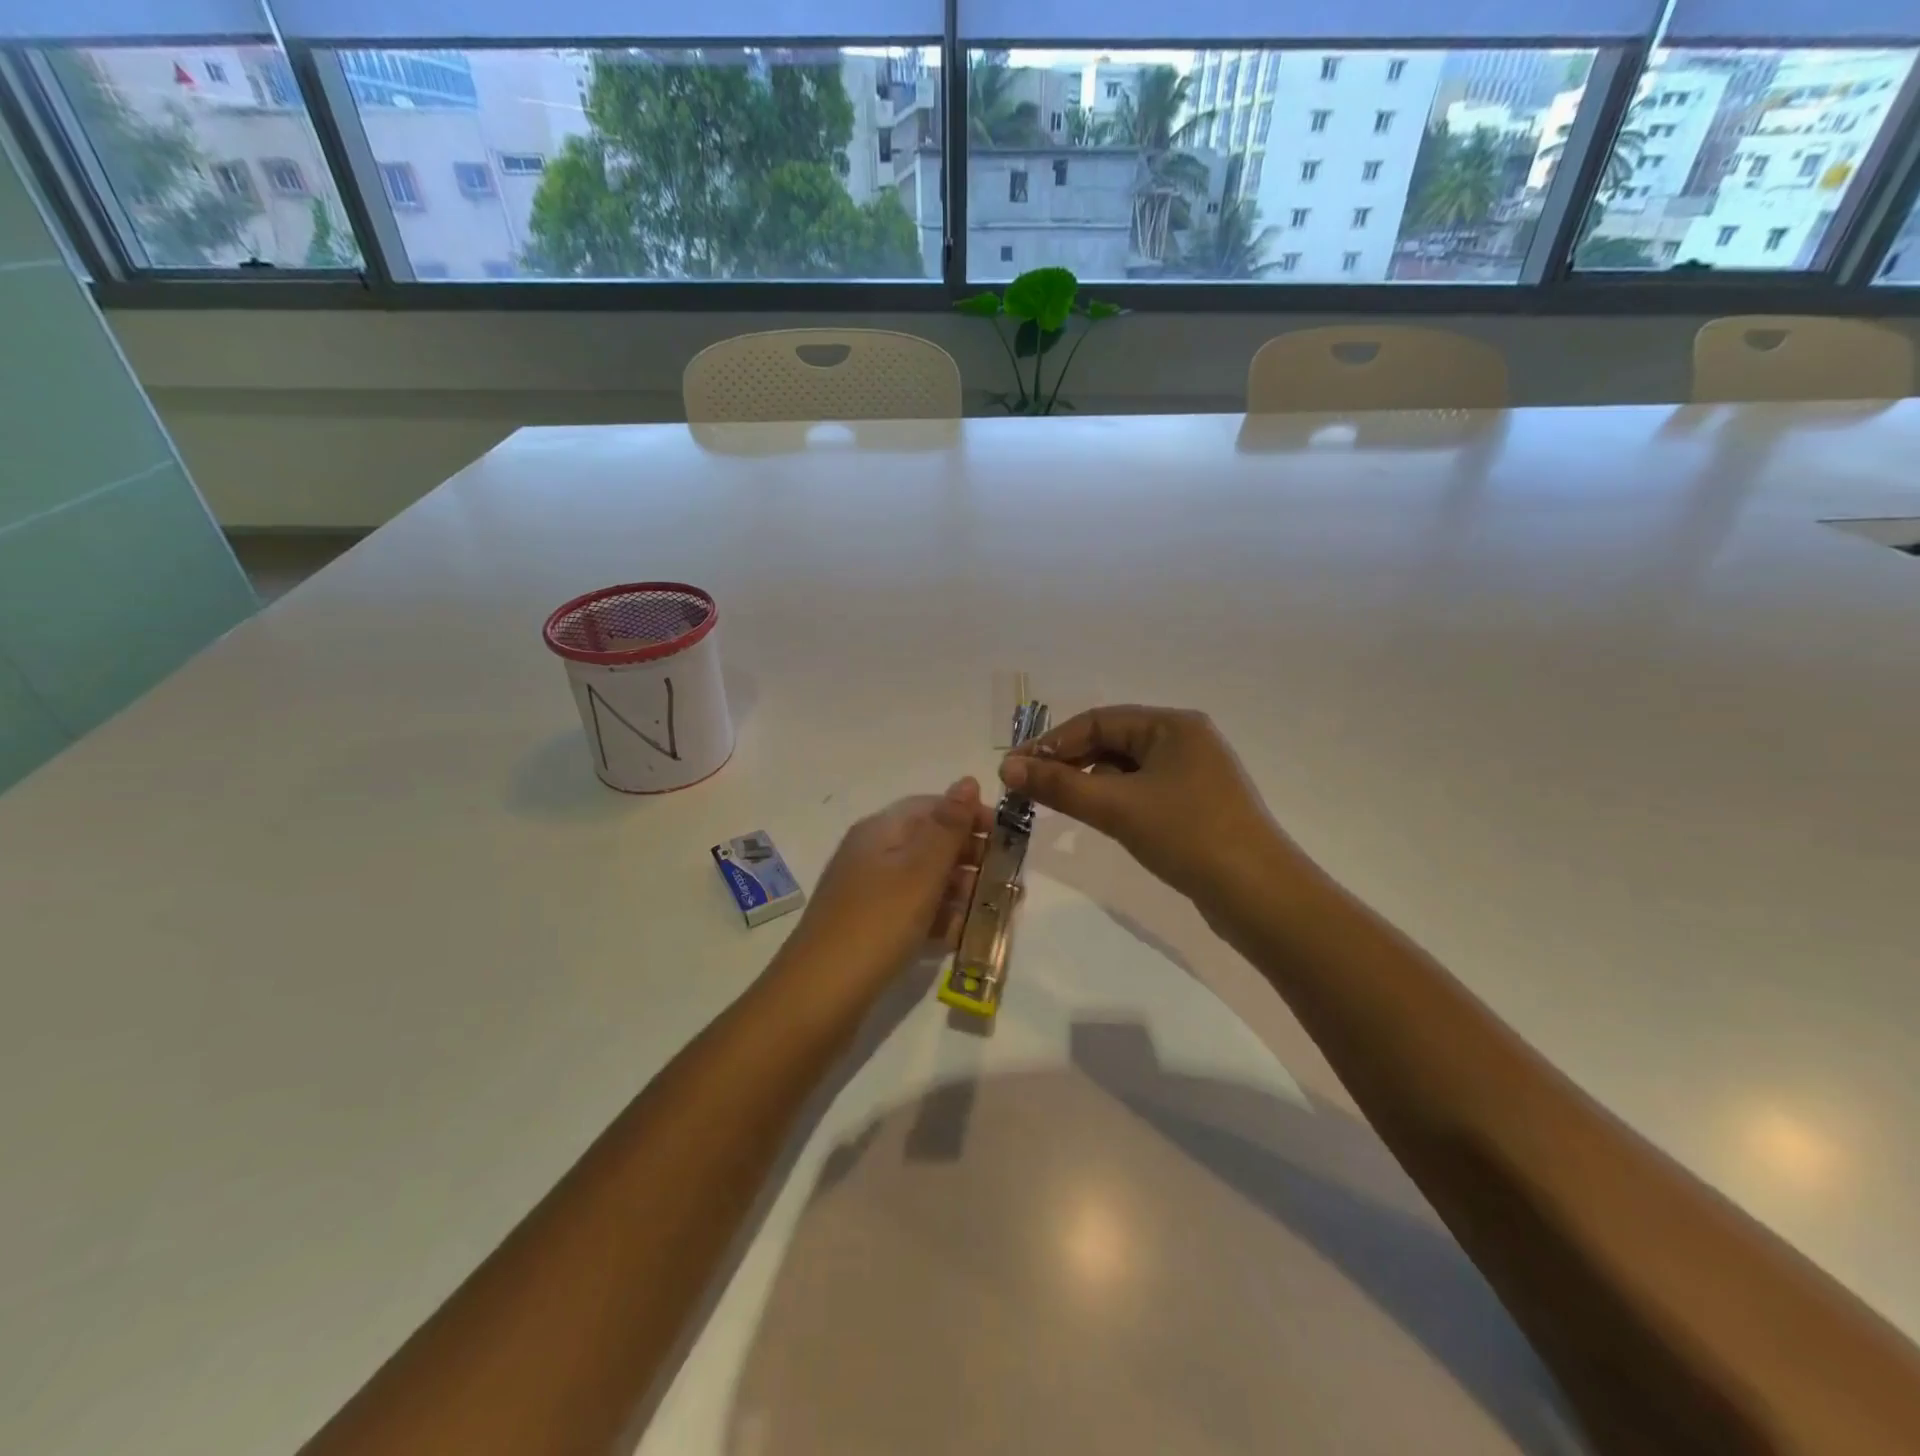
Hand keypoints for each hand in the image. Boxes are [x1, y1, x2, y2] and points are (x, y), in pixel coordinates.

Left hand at [777, 780, 989, 996]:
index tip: (1007, 838)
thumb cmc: (877, 923)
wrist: (819, 996)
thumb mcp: (920, 870)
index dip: (971, 817)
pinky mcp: (869, 927)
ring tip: (987, 913)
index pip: (933, 806)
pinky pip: (912, 911)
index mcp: (881, 830)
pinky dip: (937, 918)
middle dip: (970, 858)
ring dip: (958, 891)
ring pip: (924, 880)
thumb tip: (968, 780)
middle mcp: (872, 853)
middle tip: (1004, 882)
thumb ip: (949, 827)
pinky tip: (957, 938)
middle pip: (930, 842)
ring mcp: (868, 892)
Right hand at [1000, 706, 1307, 911]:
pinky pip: (1143, 791)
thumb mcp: (1117, 807)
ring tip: (1060, 806)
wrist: (1259, 895)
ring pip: (1126, 769)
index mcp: (1172, 725)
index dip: (1052, 743)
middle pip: (1112, 742)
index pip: (1098, 721)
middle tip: (1030, 789)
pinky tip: (1101, 819)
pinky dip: (1116, 800)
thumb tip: (1007, 768)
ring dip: (1092, 783)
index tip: (1014, 768)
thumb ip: (1059, 786)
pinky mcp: (1196, 805)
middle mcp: (1185, 740)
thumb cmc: (1187, 835)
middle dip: (1070, 763)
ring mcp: (1194, 774)